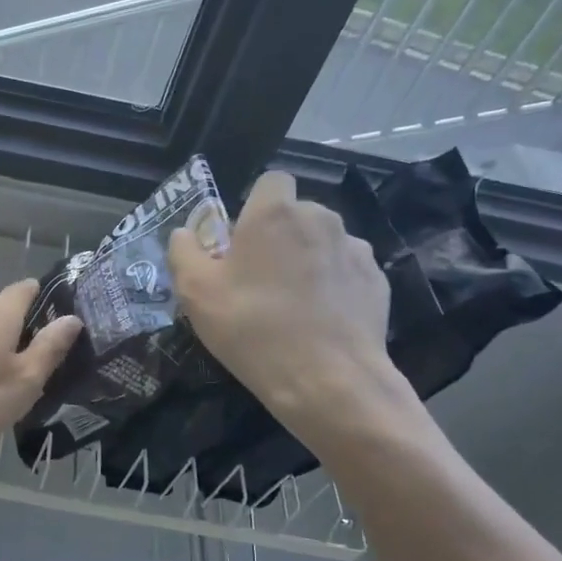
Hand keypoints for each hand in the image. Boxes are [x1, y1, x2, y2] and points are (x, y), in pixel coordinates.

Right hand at [169, 170, 408, 449]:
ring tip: (294, 303)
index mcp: (274, 214)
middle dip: (281, 235)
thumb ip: (183, 251)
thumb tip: (185, 233)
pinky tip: (321, 320)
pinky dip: (334, 286)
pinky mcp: (378, 281)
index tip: (242, 240)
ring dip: (309, 259)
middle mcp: (320, 218)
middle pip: (298, 213)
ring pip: (324, 242)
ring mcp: (356, 249)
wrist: (327, 380)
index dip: (256, 205)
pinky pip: (347, 272)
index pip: (272, 180)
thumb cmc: (251, 327)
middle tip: (259, 278)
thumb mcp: (195, 292)